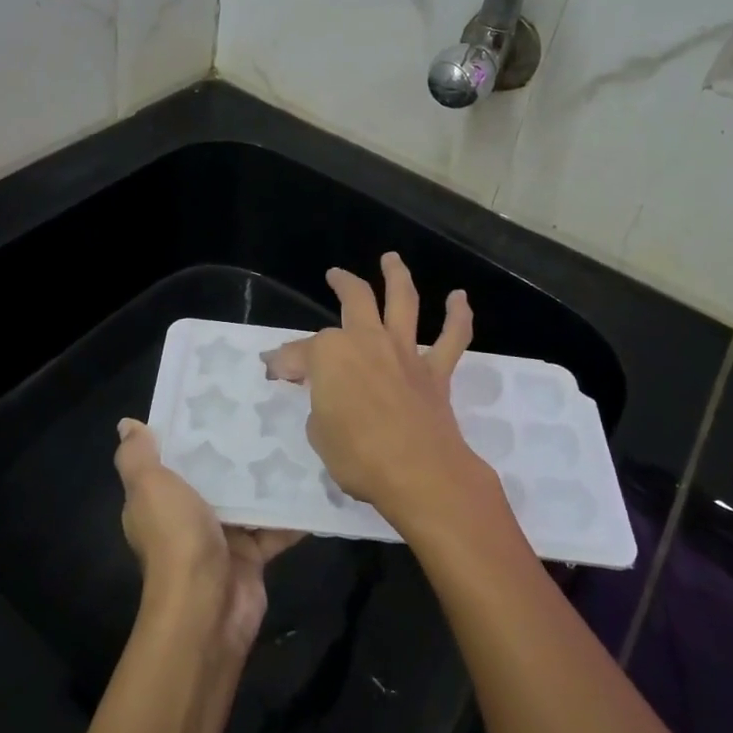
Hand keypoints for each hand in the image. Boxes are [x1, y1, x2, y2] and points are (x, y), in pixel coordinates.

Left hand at [115, 419, 301, 653]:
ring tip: (296, 436)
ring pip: (248, 499)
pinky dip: (293, 512)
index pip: (173, 459)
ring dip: (267, 478)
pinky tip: (315, 481)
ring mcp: (222, 538)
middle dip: (236, 450)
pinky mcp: (252, 556)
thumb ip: (138, 456)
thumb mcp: (148, 487)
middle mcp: (187, 517)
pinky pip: (275, 527)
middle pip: (214, 476)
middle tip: (266, 410)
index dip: (190, 432)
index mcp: (159, 500)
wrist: (206, 606)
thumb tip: (127, 424)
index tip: (217, 400)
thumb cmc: (175, 538)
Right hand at [261, 253, 491, 531]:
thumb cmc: (358, 456)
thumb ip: (318, 405)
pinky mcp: (435, 371)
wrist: (419, 473)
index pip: (298, 353)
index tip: (274, 372)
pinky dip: (458, 316)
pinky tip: (459, 299)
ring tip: (392, 259)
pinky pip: (452, 338)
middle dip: (342, 284)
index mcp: (330, 354)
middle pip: (354, 300)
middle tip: (335, 276)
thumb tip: (319, 394)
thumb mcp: (318, 433)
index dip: (283, 363)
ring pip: (403, 301)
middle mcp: (367, 340)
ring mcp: (404, 352)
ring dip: (397, 276)